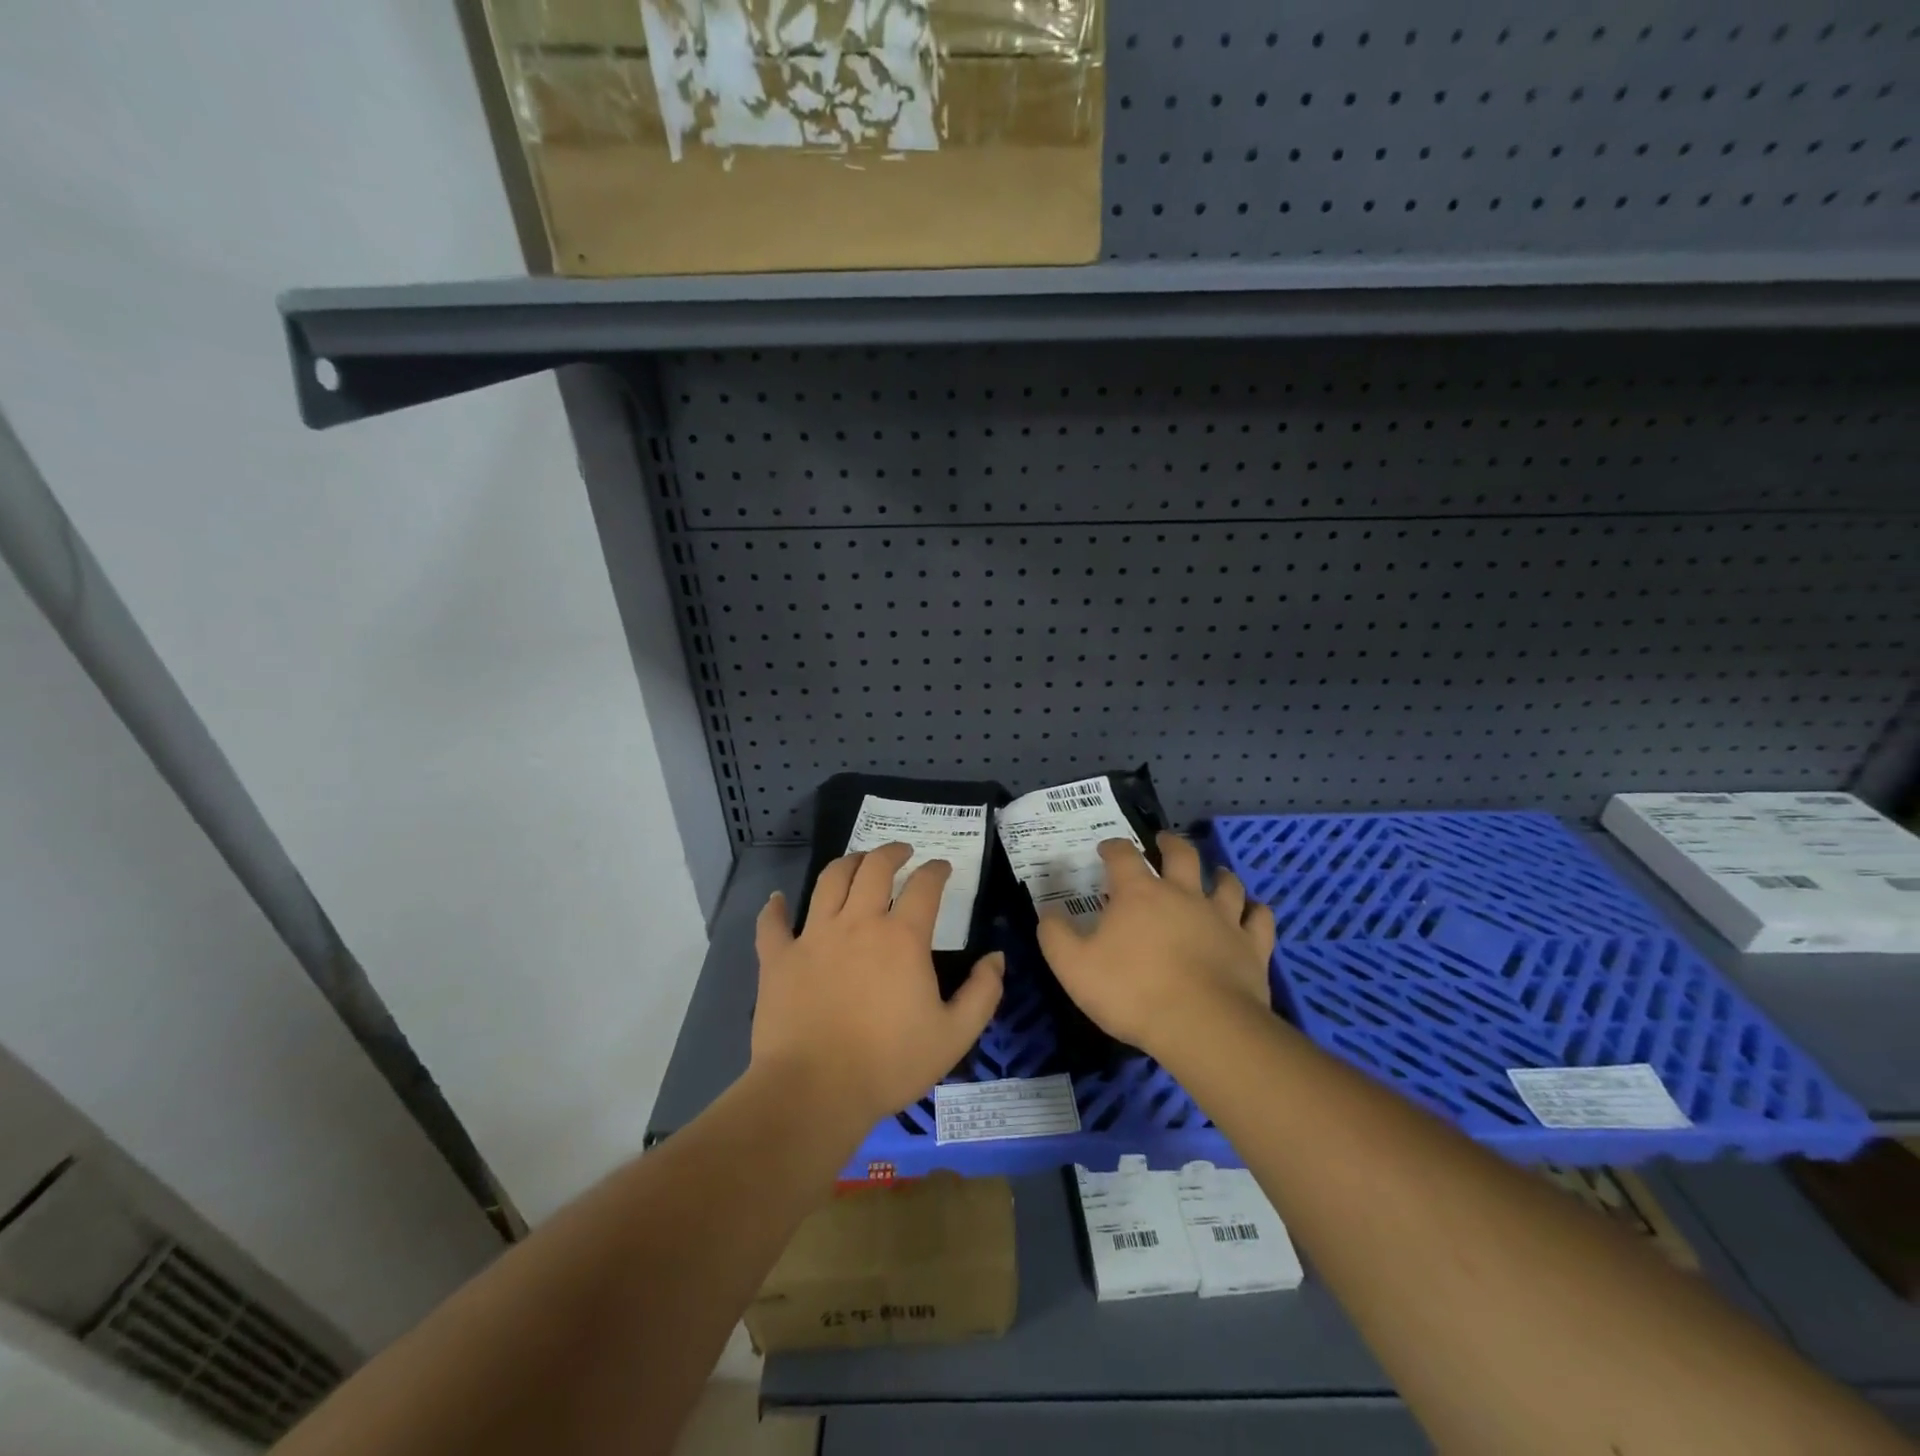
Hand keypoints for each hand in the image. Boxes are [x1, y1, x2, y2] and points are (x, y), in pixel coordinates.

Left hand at [751, 843, 1003, 1128]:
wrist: (814, 1092)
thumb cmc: (889, 1064)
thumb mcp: (954, 1036)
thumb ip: (983, 993)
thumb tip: (997, 957)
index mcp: (902, 938)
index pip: (924, 886)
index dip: (936, 870)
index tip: (942, 867)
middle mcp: (858, 923)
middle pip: (874, 868)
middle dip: (892, 852)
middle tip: (902, 852)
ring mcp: (813, 936)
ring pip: (830, 880)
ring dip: (847, 863)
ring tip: (857, 861)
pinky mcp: (779, 958)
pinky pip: (773, 922)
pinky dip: (775, 907)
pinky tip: (778, 899)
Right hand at [1038, 832, 1276, 1059]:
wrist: (1202, 1026)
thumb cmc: (1132, 992)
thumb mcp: (1073, 967)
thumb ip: (1055, 935)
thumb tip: (1048, 913)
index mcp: (1139, 893)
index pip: (1123, 855)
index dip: (1113, 847)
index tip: (1106, 849)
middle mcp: (1183, 894)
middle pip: (1181, 854)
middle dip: (1170, 843)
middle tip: (1164, 842)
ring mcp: (1223, 917)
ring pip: (1226, 882)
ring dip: (1218, 874)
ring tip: (1214, 874)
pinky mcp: (1252, 945)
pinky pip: (1260, 918)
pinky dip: (1256, 911)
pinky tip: (1253, 911)